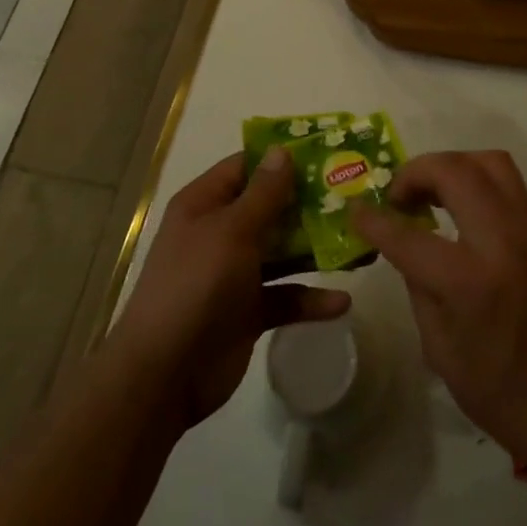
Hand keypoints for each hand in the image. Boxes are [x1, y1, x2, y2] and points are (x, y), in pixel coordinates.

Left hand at [111, 147, 349, 427]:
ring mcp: (235, 273)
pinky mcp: (249, 311)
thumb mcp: (232, 231)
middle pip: (270, 208)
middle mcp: (220, 233)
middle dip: (310, 204)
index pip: (246, 167)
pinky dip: (311, 298)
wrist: (165, 374)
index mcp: (206, 204)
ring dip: (317, 249)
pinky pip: (285, 296)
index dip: (282, 158)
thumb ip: (263, 194)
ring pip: (283, 252)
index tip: (326, 151)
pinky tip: (343, 301)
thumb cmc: (196, 285)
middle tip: (356, 195)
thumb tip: (282, 151)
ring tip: (362, 244)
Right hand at [352, 151, 526, 468]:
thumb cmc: (497, 390)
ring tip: (431, 192)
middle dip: (416, 172)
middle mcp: (503, 242)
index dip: (373, 220)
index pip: (408, 234)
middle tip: (398, 197)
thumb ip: (418, 284)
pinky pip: (509, 184)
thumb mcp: (438, 347)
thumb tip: (405, 243)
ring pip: (490, 162)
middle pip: (455, 171)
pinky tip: (461, 208)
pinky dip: (477, 180)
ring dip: (452, 166)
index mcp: (469, 281)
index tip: (355, 210)